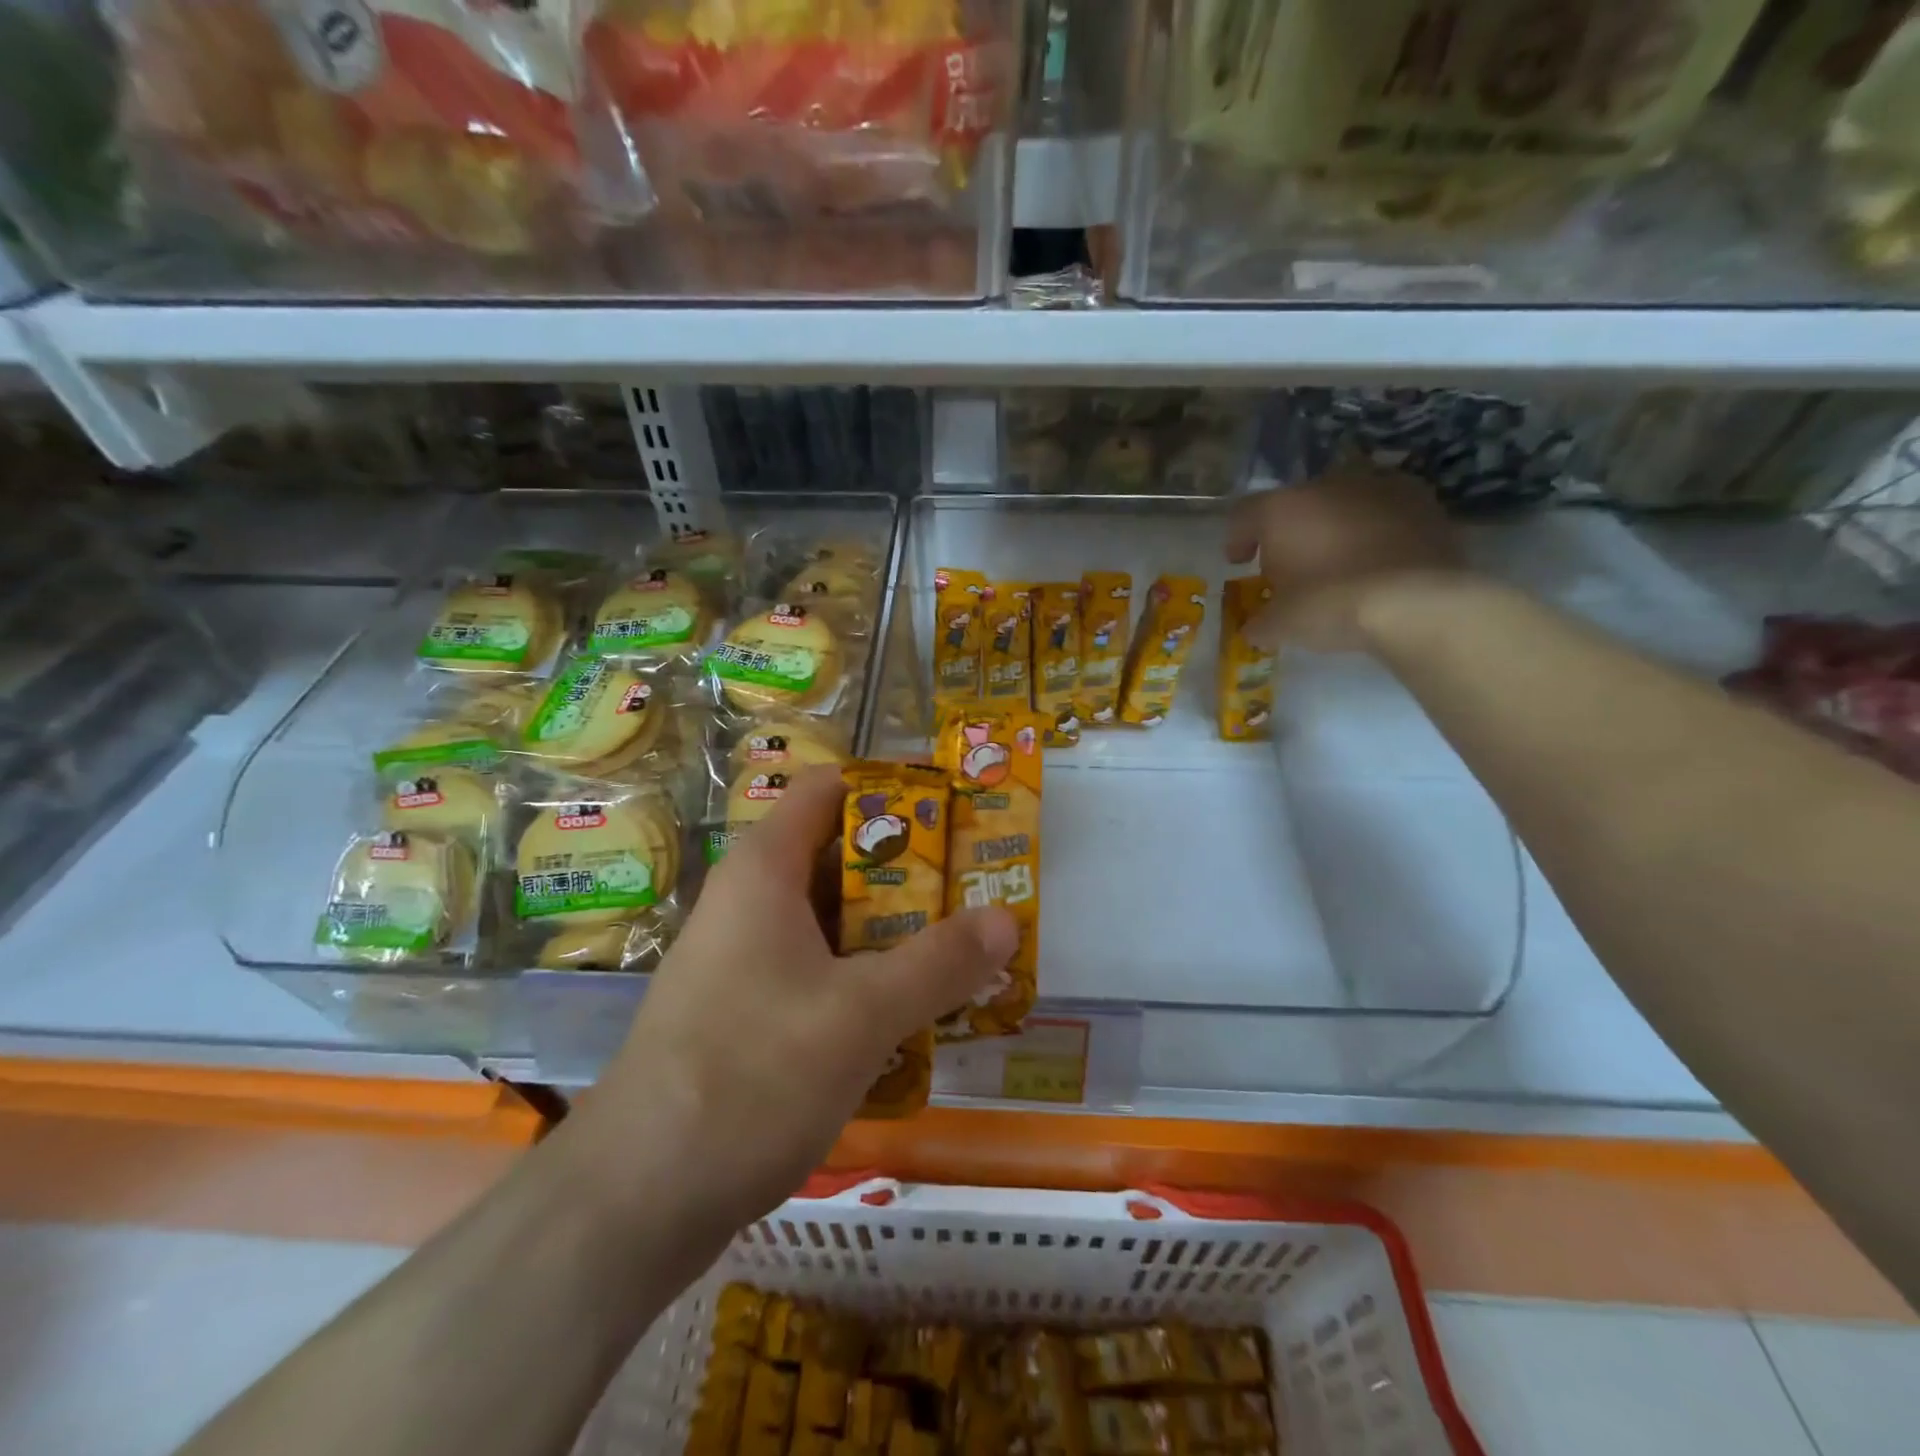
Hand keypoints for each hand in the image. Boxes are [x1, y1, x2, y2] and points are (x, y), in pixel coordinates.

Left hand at [574, 767, 1017, 1230]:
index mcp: (766, 869)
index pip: (829, 789)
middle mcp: (752, 901)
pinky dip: (868, 977)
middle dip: (912, 871)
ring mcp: (746, 958)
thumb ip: (939, 963)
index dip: (891, 791)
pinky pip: (820, 970)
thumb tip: (1006, 918)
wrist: (637, 1197)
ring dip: (896, 931)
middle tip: (978, 890)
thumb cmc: (751, 1074)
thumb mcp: (861, 1014)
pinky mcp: (747, 1011)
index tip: (953, 815)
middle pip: (841, 856)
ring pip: (834, 921)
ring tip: (964, 948)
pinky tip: (915, 1011)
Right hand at [1226, 467, 1463, 650]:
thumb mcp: (1281, 625)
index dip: (1237, 539)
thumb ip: (1260, 622)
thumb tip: (1254, 629)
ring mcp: (1377, 487)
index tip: (1240, 562)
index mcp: (1281, 509)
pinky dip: (1375, 532)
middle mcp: (1326, 485)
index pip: (1244, 515)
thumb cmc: (1329, 605)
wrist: (1416, 601)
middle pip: (1296, 506)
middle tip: (1292, 568)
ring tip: (1339, 563)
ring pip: (1342, 505)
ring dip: (1334, 528)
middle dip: (1291, 534)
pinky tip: (1377, 561)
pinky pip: (1384, 513)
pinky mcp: (1421, 500)